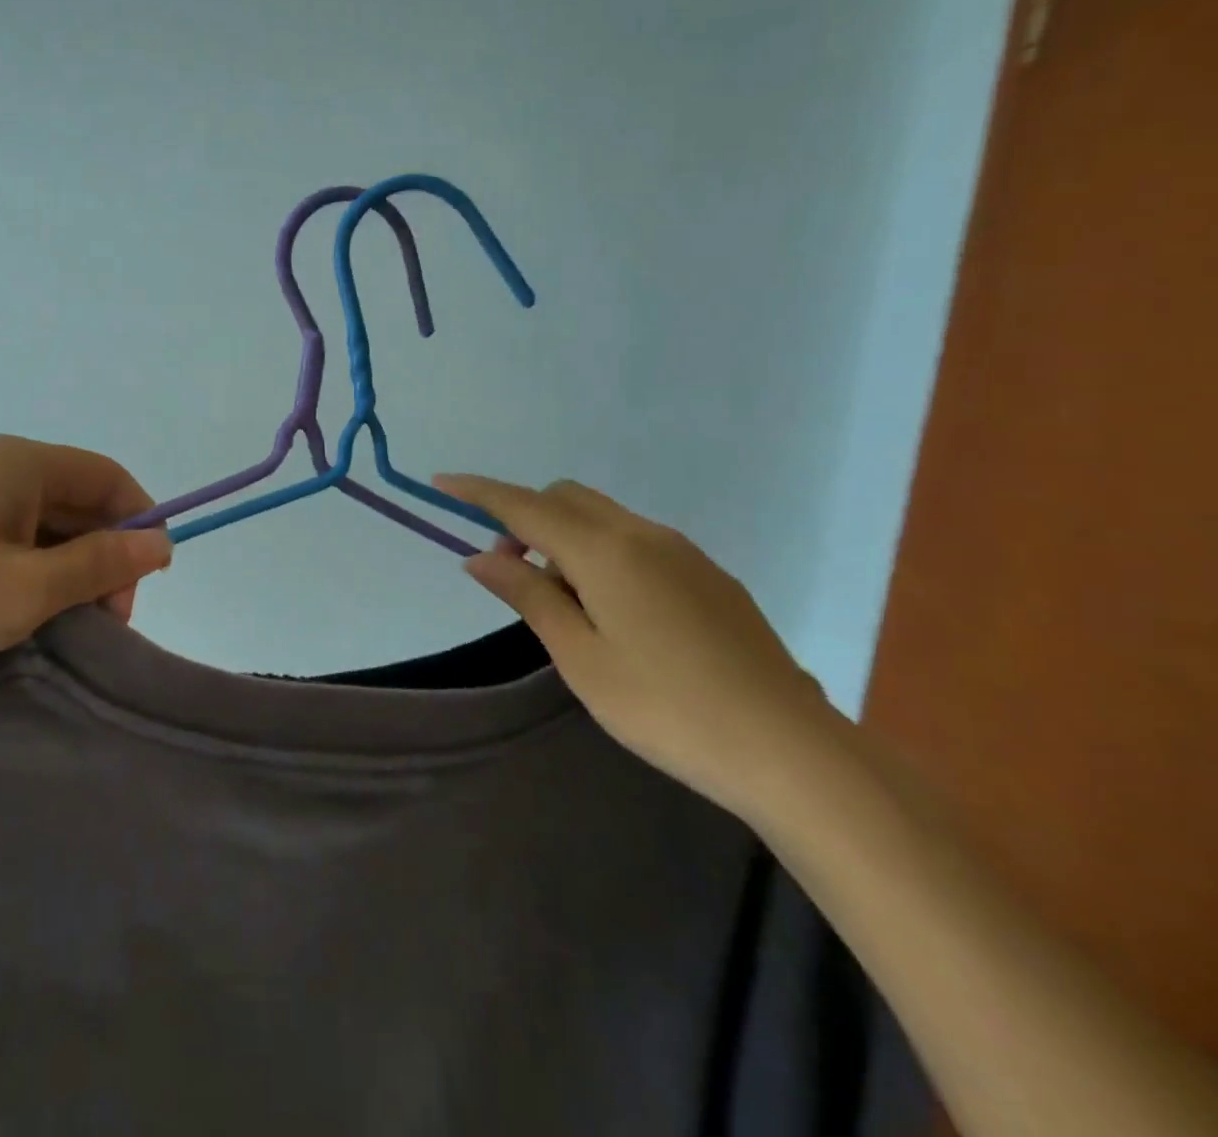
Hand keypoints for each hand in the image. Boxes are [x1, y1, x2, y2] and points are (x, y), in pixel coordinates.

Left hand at [0, 435, 173, 692]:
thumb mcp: (26, 589)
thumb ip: (101, 563)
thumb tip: (160, 543)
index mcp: (19, 461)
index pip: (108, 478)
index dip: (139, 523)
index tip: (144, 585)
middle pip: (75, 499)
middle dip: (100, 556)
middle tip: (99, 622)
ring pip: (38, 523)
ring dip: (63, 569)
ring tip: (57, 625)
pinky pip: (0, 536)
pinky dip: (23, 570)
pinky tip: (14, 613)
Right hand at [434, 473, 842, 819]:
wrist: (790, 750)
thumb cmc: (667, 708)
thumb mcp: (581, 657)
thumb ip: (529, 596)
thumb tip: (479, 557)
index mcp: (606, 552)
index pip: (526, 506)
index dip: (480, 492)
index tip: (441, 481)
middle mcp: (644, 535)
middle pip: (567, 498)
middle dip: (525, 518)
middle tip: (510, 573)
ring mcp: (683, 552)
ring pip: (603, 517)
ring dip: (564, 538)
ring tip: (563, 603)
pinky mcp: (709, 575)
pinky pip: (637, 540)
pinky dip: (602, 553)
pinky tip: (615, 612)